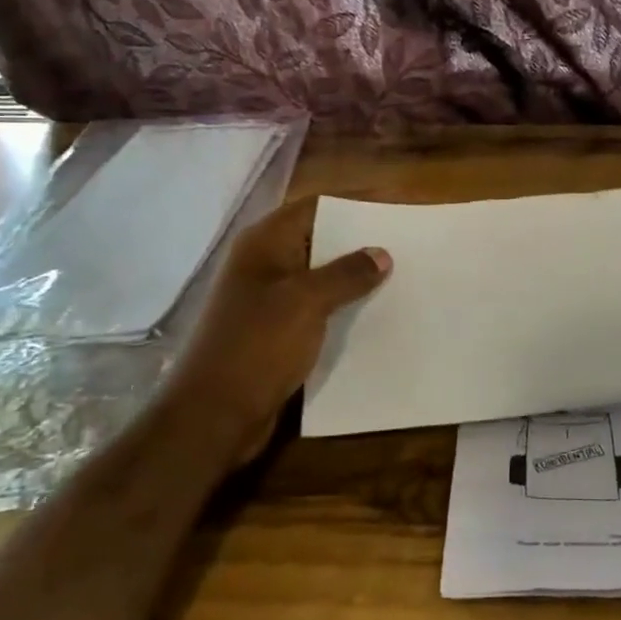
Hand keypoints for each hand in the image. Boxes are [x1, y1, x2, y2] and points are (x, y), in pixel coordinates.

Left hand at [171, 198, 389, 465]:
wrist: (213, 415)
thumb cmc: (257, 346)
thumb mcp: (306, 302)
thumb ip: (346, 273)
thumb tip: (381, 253)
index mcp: (264, 244)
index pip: (315, 206)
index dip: (354, 204)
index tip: (395, 208)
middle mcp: (265, 264)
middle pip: (319, 239)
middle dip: (360, 242)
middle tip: (406, 245)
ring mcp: (268, 300)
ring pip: (320, 277)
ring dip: (354, 279)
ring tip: (401, 278)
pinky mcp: (276, 333)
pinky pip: (316, 310)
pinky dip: (343, 309)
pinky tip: (375, 315)